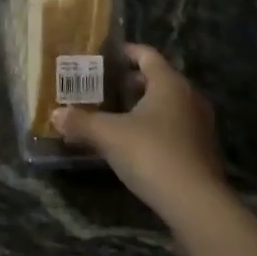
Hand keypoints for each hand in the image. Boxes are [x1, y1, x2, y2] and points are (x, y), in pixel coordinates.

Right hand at [52, 44, 230, 227]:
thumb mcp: (108, 135)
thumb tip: (55, 114)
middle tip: (103, 87)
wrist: (195, 203)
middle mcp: (189, 97)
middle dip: (129, 82)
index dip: (125, 52)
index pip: (147, 55)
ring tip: (113, 114)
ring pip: (166, 104)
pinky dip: (153, 125)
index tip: (105, 56)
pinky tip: (132, 141)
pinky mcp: (201, 149)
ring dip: (141, 105)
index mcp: (169, 83)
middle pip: (157, 79)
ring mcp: (198, 124)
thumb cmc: (151, 154)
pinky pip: (173, 125)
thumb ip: (81, 122)